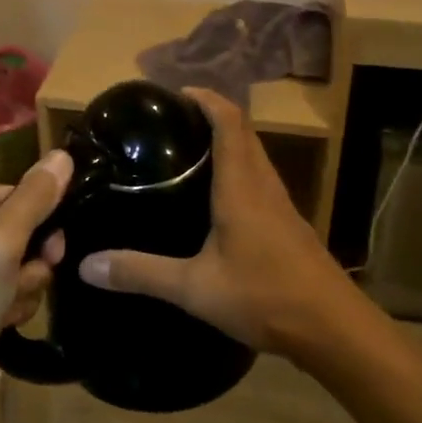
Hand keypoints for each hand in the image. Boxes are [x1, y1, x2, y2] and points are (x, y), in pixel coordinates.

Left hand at [0, 151, 71, 388]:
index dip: (41, 222)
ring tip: (8, 306)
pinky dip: (15, 302)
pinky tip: (3, 320)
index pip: (20, 193)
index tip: (49, 251)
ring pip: (23, 260)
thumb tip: (64, 153)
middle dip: (33, 260)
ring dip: (26, 285)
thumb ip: (36, 197)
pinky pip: (12, 284)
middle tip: (24, 282)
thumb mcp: (5, 240)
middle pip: (25, 227)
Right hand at [77, 88, 357, 358]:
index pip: (229, 121)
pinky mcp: (289, 226)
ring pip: (255, 156)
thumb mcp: (195, 288)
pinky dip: (238, 170)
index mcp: (241, 186)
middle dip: (212, 116)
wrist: (335, 329)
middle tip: (173, 123)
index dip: (206, 99)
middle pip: (244, 133)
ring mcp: (281, 206)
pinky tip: (217, 199)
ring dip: (228, 142)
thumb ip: (141, 273)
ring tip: (188, 153)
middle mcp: (263, 185)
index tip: (177, 93)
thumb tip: (86, 265)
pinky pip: (260, 181)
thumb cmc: (265, 297)